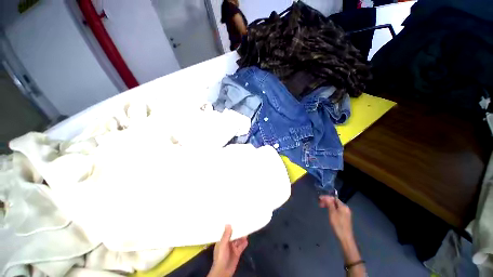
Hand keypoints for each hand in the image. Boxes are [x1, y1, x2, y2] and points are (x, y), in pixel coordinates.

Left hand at [208, 225, 247, 276]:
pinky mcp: (237, 253)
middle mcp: (228, 243)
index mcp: (223, 240)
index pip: (227, 231)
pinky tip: (247, 240)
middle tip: (243, 223)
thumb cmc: (221, 256)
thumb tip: (228, 224)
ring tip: (246, 231)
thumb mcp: (223, 244)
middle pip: (234, 235)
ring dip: (242, 236)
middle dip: (238, 231)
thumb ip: (226, 235)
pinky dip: (244, 243)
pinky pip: (241, 247)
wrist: (223, 271)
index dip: (230, 226)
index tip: (235, 219)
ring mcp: (233, 248)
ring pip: (238, 240)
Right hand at [319, 196, 353, 242]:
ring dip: (328, 205)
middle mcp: (345, 208)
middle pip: (335, 202)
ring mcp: (345, 214)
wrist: (345, 238)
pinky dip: (331, 209)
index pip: (334, 198)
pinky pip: (337, 210)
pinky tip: (328, 211)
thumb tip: (327, 197)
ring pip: (335, 206)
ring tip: (322, 206)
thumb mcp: (332, 213)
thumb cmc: (338, 224)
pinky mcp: (344, 218)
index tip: (319, 198)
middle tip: (319, 203)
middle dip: (327, 201)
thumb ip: (330, 204)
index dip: (326, 197)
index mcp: (343, 206)